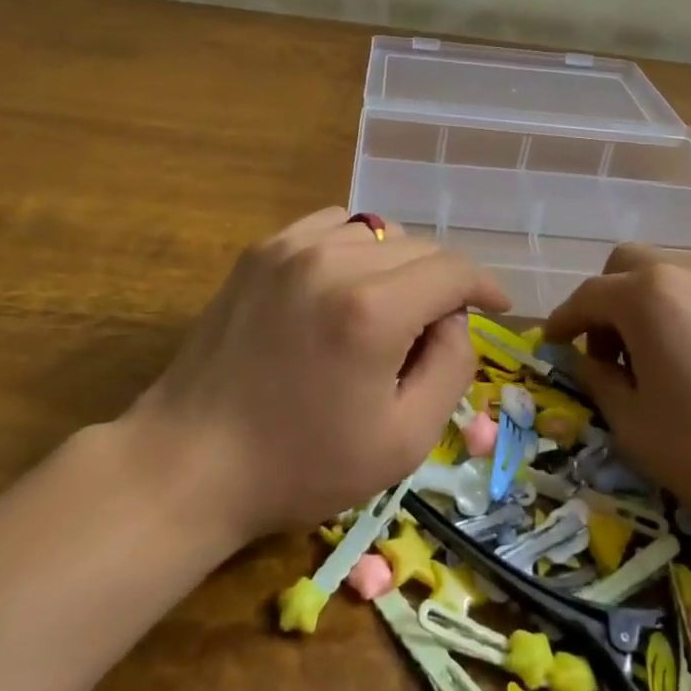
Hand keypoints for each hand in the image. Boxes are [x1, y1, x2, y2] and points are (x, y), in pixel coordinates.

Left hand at [129, 208, 510, 541]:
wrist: (192, 461)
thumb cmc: (301, 464)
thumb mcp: (403, 440)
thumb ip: (451, 367)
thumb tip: (454, 318)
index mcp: (372, 310)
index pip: (453, 270)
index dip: (485, 286)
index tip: (498, 306)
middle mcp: (334, 260)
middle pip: (418, 247)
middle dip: (441, 284)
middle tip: (433, 332)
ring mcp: (290, 247)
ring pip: (376, 231)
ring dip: (397, 264)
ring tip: (387, 309)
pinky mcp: (261, 250)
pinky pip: (331, 226)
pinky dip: (354, 248)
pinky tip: (345, 286)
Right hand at [544, 244, 690, 561]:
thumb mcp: (636, 428)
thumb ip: (599, 383)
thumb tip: (588, 361)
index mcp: (647, 295)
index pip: (587, 295)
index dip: (561, 321)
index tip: (550, 347)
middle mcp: (686, 273)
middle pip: (625, 266)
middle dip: (602, 302)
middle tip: (603, 353)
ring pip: (664, 274)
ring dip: (640, 304)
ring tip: (647, 362)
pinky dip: (676, 311)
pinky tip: (689, 363)